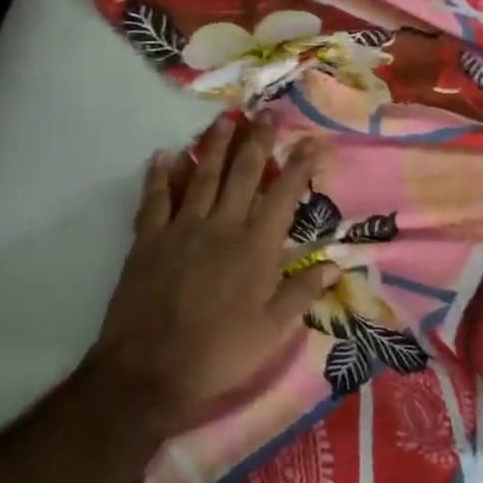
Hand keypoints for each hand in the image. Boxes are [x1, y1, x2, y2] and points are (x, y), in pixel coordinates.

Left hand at [93, 117, 337, 430]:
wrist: (150, 370)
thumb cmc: (220, 352)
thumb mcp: (273, 331)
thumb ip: (301, 292)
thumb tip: (334, 265)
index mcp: (256, 247)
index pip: (284, 195)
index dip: (300, 165)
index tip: (313, 140)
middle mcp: (222, 226)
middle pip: (243, 173)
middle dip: (258, 140)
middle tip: (266, 112)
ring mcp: (182, 229)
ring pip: (202, 175)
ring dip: (215, 145)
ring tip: (225, 119)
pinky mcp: (148, 239)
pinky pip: (155, 199)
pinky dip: (159, 175)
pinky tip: (164, 154)